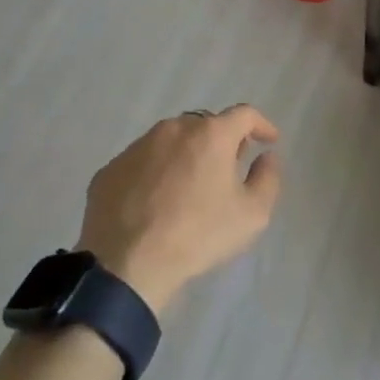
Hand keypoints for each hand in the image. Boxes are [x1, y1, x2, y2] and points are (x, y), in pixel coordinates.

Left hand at [78, 106, 282, 312]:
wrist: (126, 265)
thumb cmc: (198, 235)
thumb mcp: (252, 214)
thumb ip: (268, 178)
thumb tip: (266, 157)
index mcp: (210, 135)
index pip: (244, 114)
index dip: (261, 125)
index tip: (269, 141)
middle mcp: (173, 129)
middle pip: (206, 126)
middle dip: (222, 141)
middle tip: (228, 169)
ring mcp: (137, 147)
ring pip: (171, 141)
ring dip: (187, 155)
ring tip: (190, 187)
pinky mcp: (110, 169)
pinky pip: (143, 162)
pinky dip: (156, 173)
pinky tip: (156, 202)